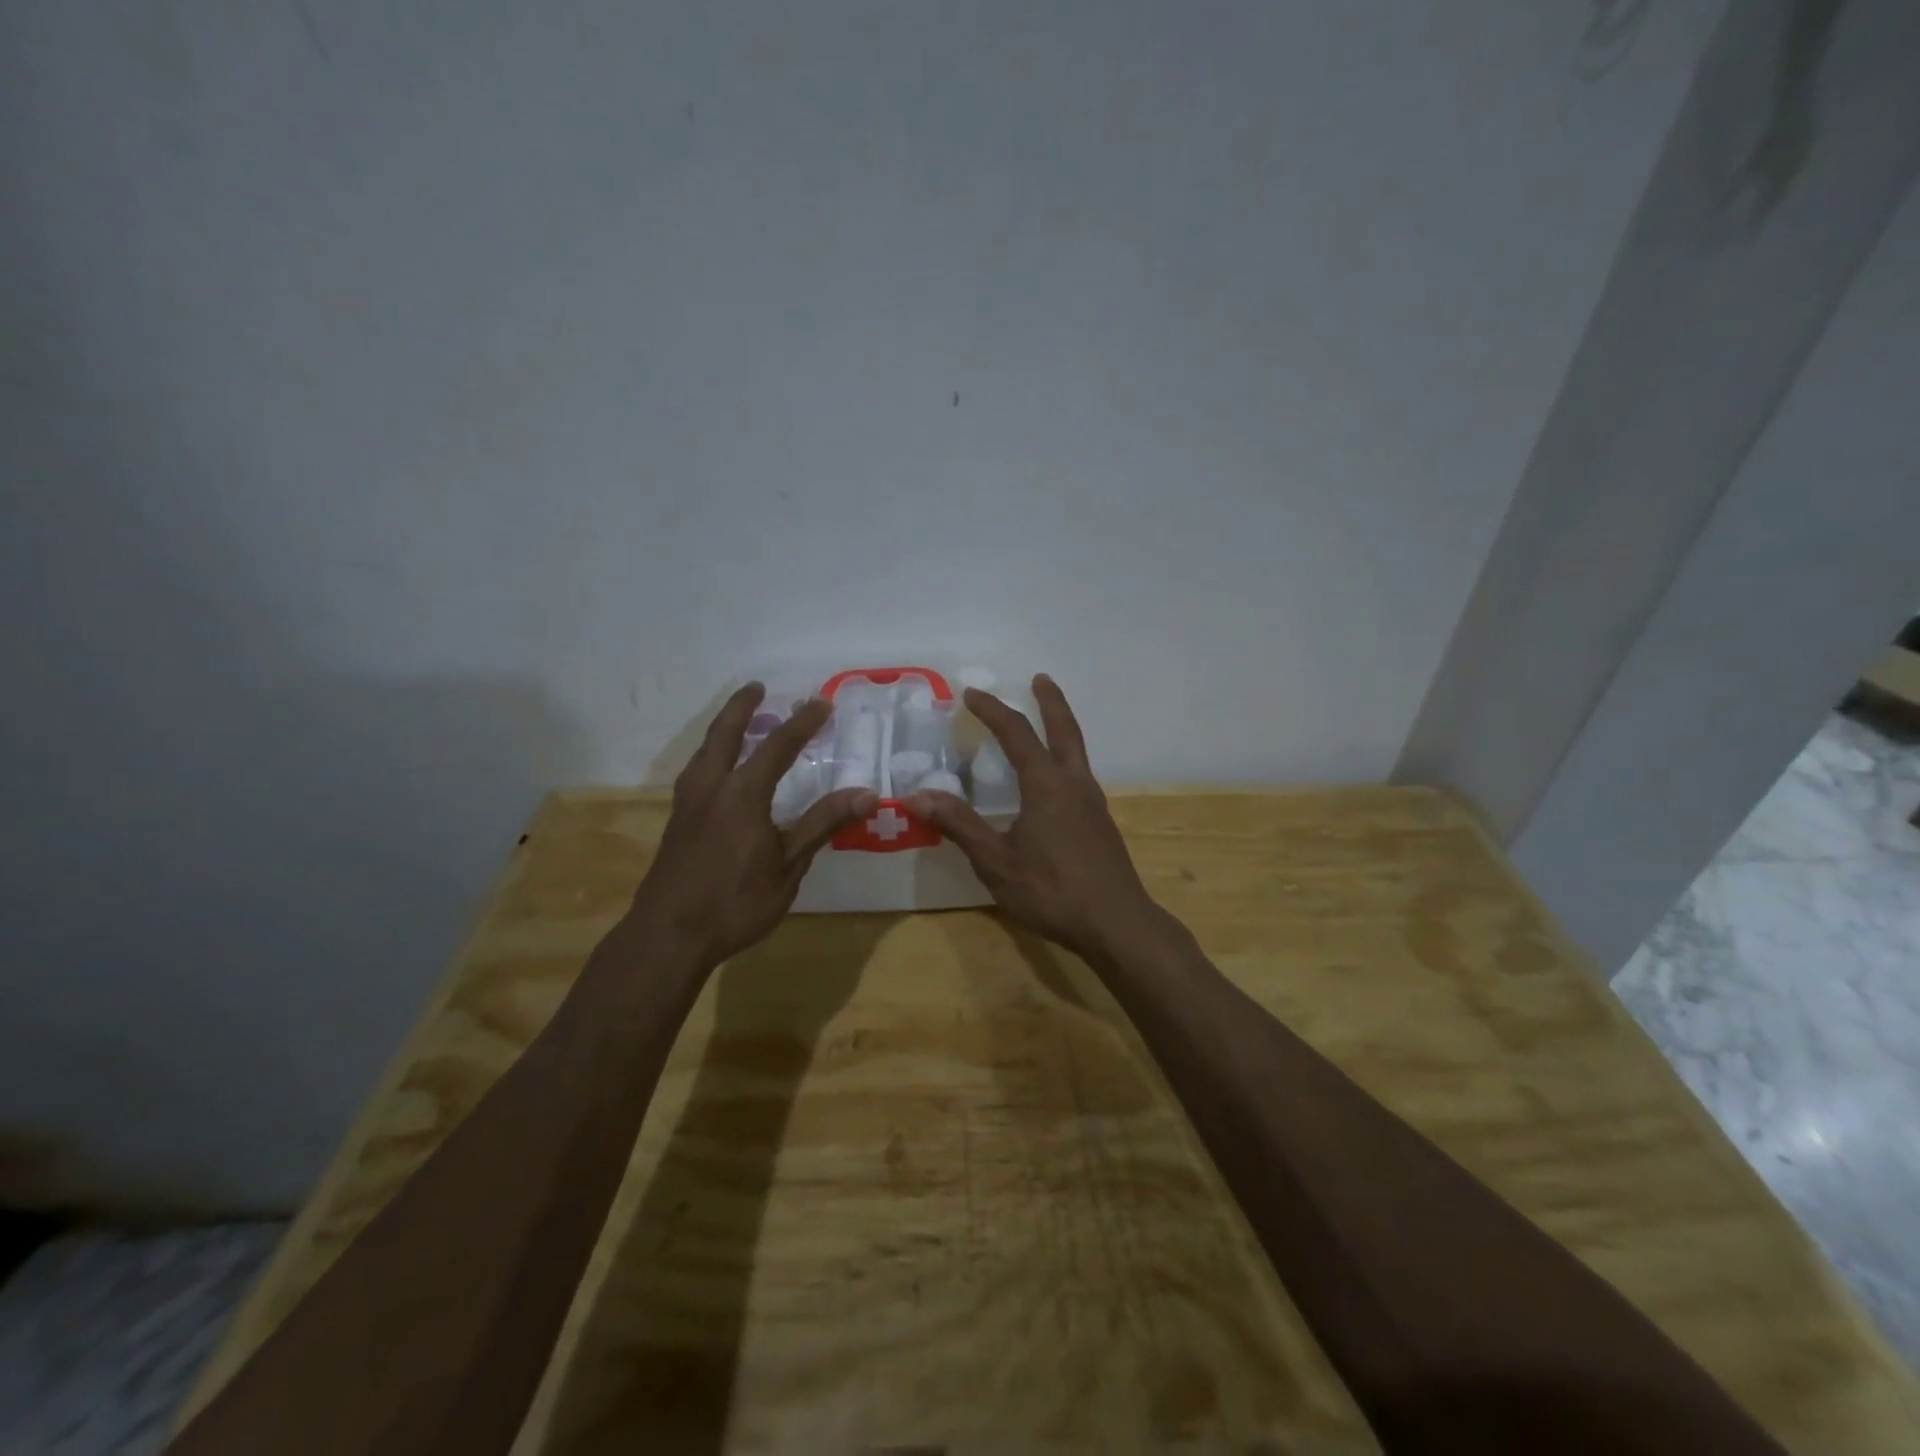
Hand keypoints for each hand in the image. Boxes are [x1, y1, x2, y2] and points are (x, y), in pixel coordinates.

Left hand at [630, 684, 876, 967]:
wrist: (667, 936)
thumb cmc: (735, 902)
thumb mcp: (788, 865)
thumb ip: (823, 824)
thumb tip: (867, 794)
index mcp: (742, 793)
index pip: (778, 746)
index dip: (802, 723)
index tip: (821, 702)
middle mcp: (711, 787)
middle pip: (725, 734)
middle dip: (742, 707)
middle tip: (757, 687)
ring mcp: (688, 803)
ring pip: (705, 751)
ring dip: (724, 729)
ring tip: (740, 723)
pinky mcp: (677, 821)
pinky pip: (697, 771)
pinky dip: (713, 754)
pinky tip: (719, 772)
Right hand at [906, 675, 1161, 963]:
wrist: (1117, 924)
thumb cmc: (1052, 892)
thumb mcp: (996, 862)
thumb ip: (960, 826)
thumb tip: (918, 795)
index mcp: (1047, 785)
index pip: (1016, 733)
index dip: (992, 710)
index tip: (971, 693)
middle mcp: (1074, 783)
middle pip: (1064, 729)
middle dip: (1050, 701)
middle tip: (1040, 678)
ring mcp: (1093, 802)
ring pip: (1077, 751)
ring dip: (1061, 728)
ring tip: (1046, 721)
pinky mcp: (1101, 822)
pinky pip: (1079, 774)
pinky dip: (1064, 758)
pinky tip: (1054, 781)